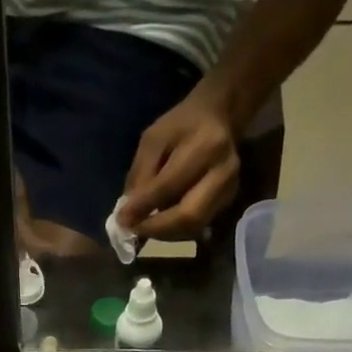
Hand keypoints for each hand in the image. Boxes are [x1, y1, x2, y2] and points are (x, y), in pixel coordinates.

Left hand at [119, 87, 240, 240]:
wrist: (220, 117)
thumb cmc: (181, 126)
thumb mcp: (153, 139)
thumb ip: (140, 175)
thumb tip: (127, 215)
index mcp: (205, 146)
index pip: (169, 186)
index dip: (143, 207)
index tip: (121, 220)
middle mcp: (224, 171)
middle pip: (189, 215)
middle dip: (156, 229)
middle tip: (134, 230)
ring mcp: (230, 189)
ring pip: (194, 227)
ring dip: (164, 234)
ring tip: (144, 227)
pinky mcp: (228, 202)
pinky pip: (198, 226)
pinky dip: (175, 231)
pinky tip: (161, 224)